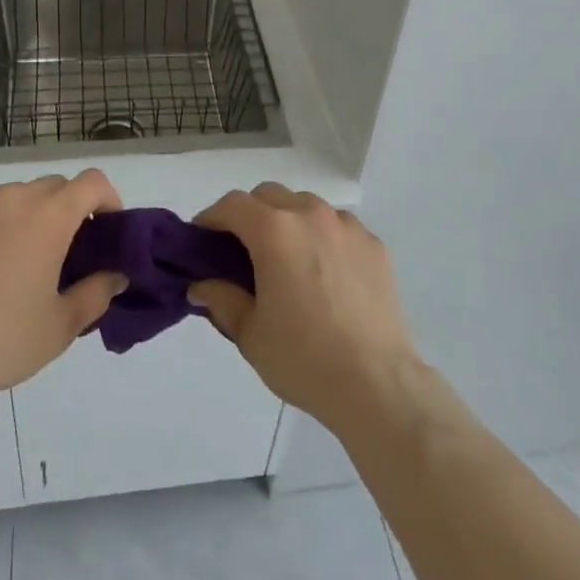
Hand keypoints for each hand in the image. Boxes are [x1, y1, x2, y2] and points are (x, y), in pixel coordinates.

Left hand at [0, 170, 126, 409]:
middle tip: (61, 252)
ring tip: (12, 261)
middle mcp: (10, 197)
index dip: (107, 199)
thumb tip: (115, 274)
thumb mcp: (62, 326)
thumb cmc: (3, 341)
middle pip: (52, 187)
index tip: (105, 228)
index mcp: (48, 216)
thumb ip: (97, 292)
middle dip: (65, 210)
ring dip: (23, 217)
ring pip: (11, 197)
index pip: (92, 182)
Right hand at [188, 183, 419, 433]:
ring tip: (286, 261)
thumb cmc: (304, 358)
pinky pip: (338, 226)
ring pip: (306, 206)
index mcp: (275, 231)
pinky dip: (321, 237)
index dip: (211, 218)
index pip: (233, 205)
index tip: (202, 241)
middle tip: (241, 251)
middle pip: (269, 196)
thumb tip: (202, 286)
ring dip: (287, 221)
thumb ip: (221, 299)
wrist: (377, 383)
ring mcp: (347, 226)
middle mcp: (311, 215)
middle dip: (249, 215)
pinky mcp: (374, 244)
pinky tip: (324, 273)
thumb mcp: (250, 334)